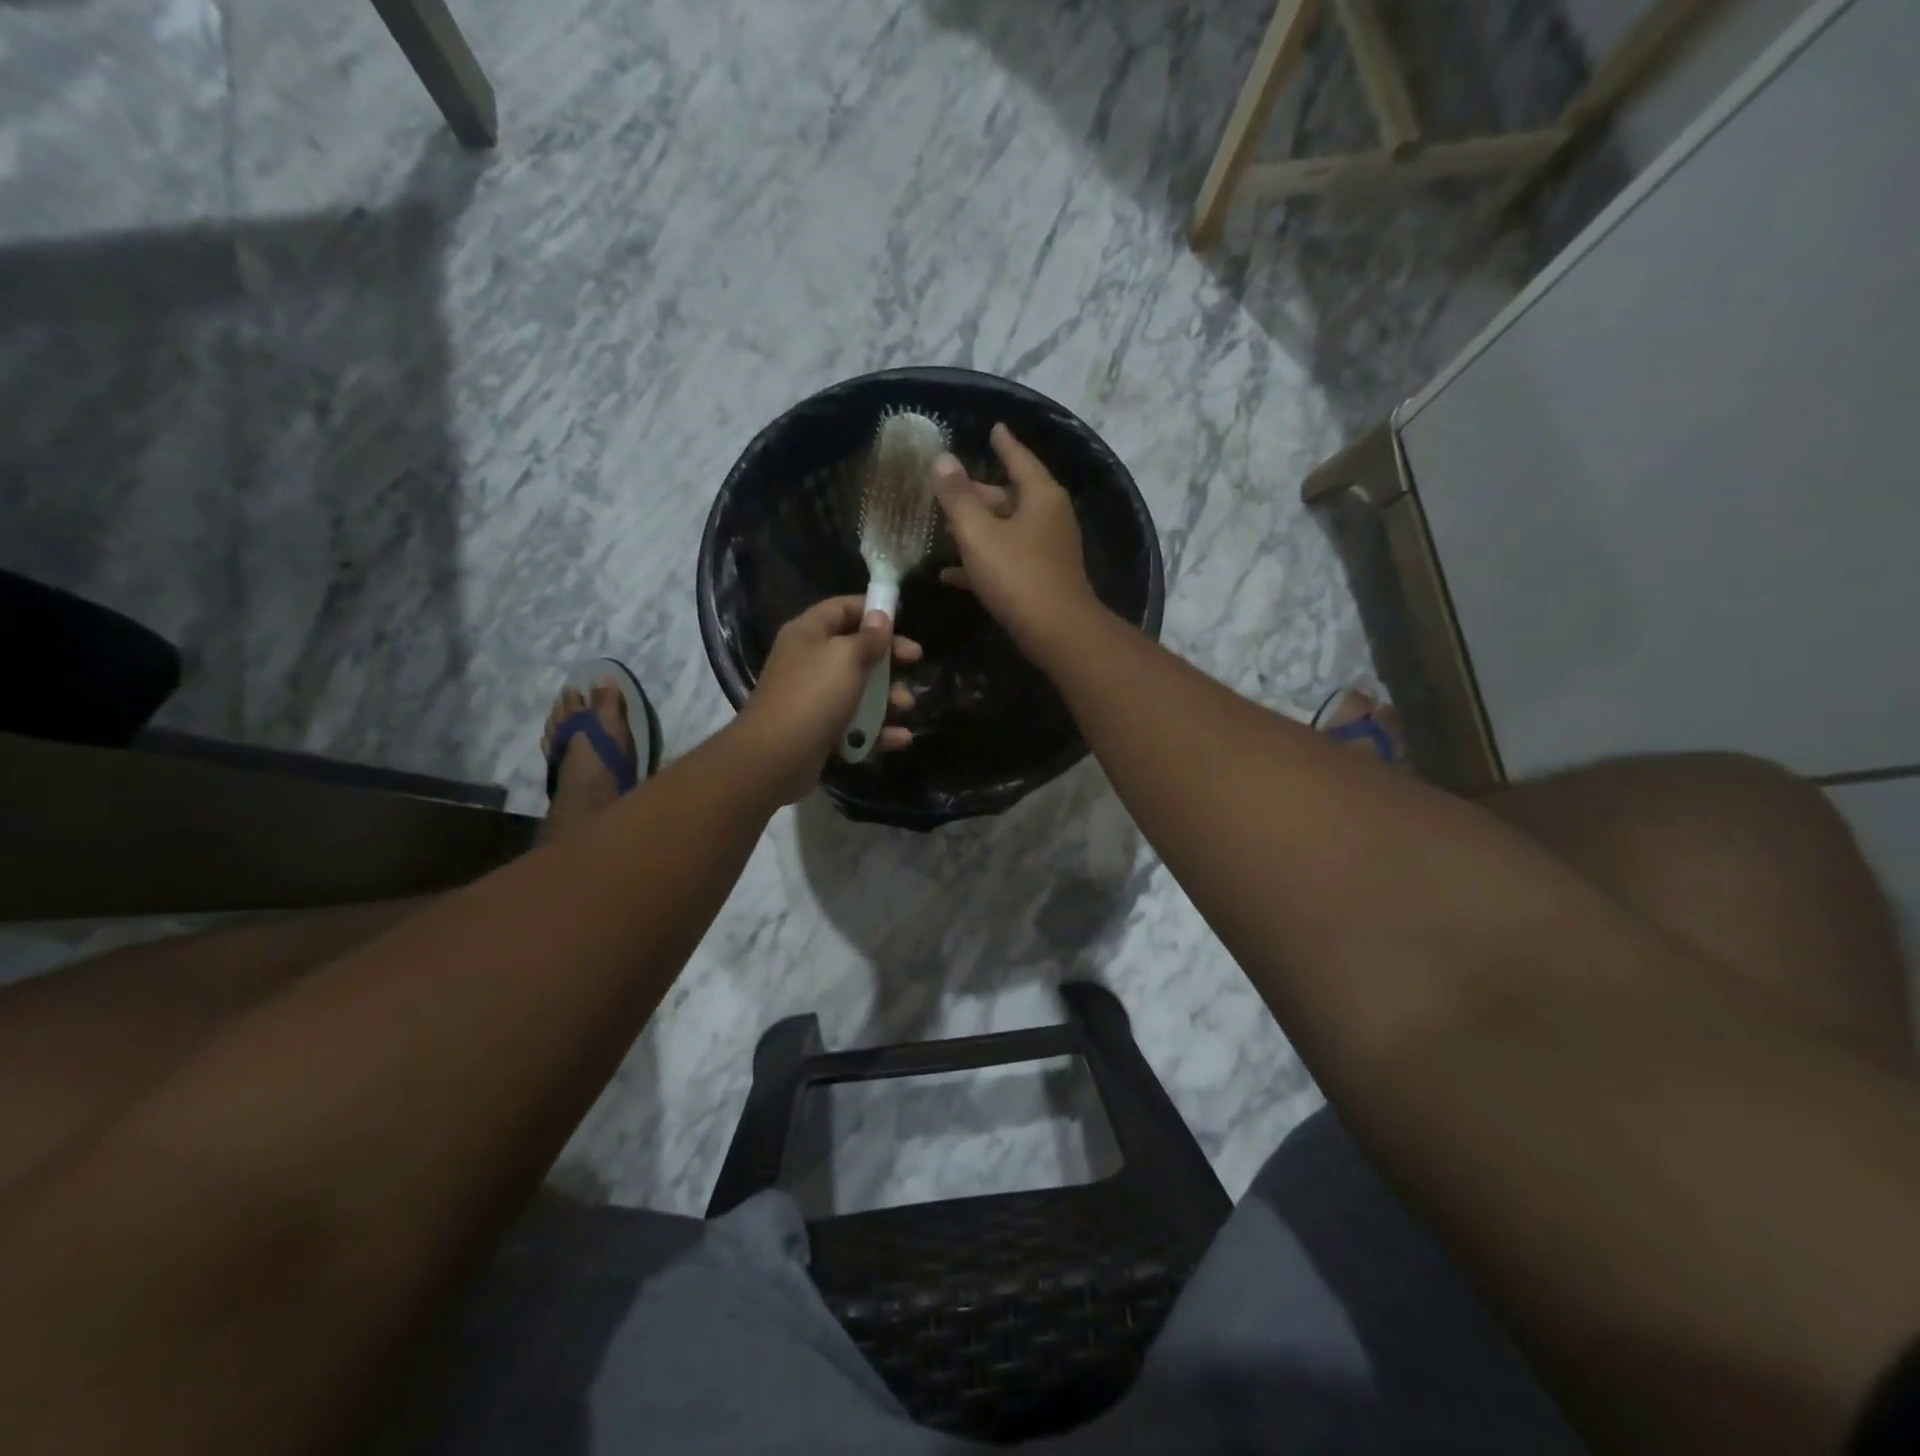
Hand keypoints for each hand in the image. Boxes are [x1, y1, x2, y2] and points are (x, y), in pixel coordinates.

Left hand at [734, 595, 921, 801]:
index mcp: (808, 633)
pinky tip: (900, 738)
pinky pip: (856, 725)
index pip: (842, 608)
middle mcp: (809, 661)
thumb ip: (868, 638)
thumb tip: (880, 617)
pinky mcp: (821, 732)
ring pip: (859, 690)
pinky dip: (878, 730)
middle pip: (855, 650)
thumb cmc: (814, 695)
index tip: (902, 622)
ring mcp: (814, 699)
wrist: (776, 758)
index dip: (873, 610)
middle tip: (916, 661)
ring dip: (888, 697)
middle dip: (888, 658)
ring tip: (906, 706)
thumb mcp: (846, 657)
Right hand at [935, 423, 1102, 662]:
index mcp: (1040, 496)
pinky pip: (1006, 561)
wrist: (1057, 633)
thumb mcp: (979, 533)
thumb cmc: (1018, 575)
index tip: (994, 428)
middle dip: (978, 493)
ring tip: (942, 528)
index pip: (1019, 458)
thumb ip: (958, 497)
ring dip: (976, 529)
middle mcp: (1048, 517)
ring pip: (1005, 530)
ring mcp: (1046, 550)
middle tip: (948, 488)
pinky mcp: (1040, 579)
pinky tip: (949, 574)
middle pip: (1009, 496)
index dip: (1004, 443)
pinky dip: (981, 562)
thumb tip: (943, 460)